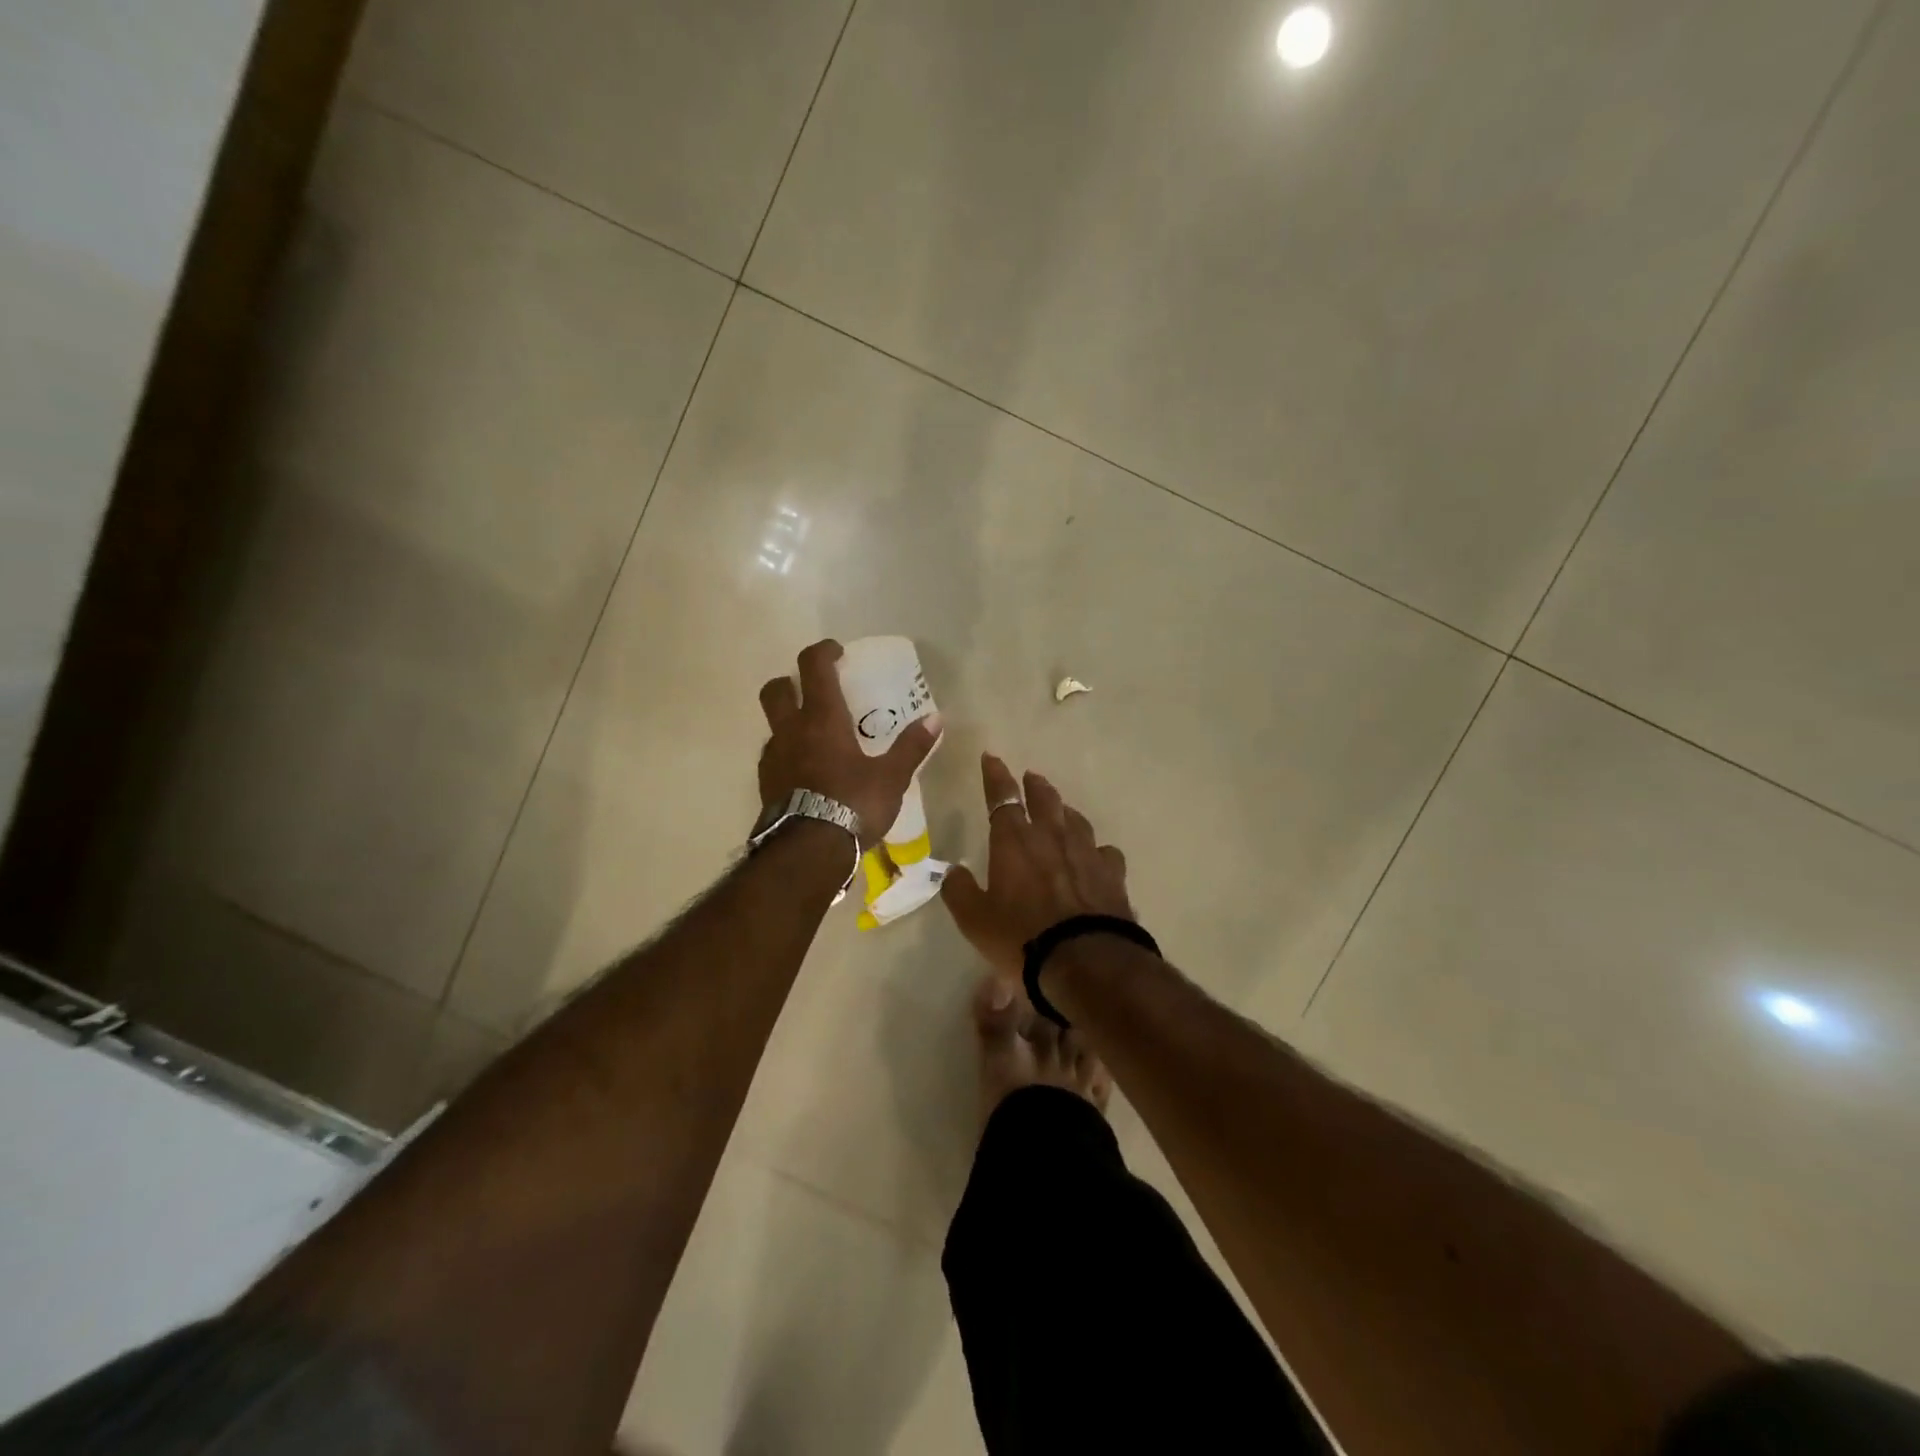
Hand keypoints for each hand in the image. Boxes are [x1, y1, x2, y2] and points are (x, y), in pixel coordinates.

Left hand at [758, 640, 940, 846]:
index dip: (823, 651)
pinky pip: (774, 757)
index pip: (813, 667)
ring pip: (772, 726)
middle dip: (789, 682)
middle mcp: (791, 730)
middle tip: (812, 690)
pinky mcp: (765, 785)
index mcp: (822, 719)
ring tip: (814, 738)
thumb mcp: (891, 777)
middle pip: (775, 690)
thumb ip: (911, 746)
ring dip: (788, 722)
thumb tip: (936, 719)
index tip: (836, 652)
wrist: (808, 852)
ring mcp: (773, 758)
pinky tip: (806, 772)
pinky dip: (787, 754)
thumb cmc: (853, 805)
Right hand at [941, 753, 1133, 981]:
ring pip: (1076, 820)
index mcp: (1013, 842)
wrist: (1086, 962)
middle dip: (1035, 785)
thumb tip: (953, 872)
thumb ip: (959, 891)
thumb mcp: (974, 921)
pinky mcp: (1112, 874)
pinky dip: (1095, 850)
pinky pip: (1103, 851)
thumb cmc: (1021, 938)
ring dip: (1065, 811)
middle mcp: (1051, 837)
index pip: (1002, 798)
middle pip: (1045, 799)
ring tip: (1061, 810)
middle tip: (1031, 777)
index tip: (992, 758)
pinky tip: (1095, 857)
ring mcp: (1086, 853)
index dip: (995, 776)